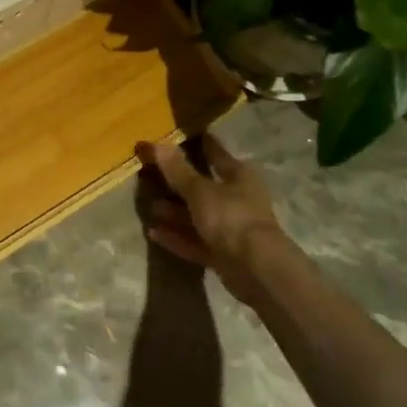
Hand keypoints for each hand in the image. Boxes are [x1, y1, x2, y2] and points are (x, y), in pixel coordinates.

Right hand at [136, 134, 283, 307]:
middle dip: (178, 184)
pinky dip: (177, 237)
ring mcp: (232, 229)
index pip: (216, 153)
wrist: (257, 270)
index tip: (180, 136)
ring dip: (175, 213)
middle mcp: (238, 199)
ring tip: (149, 207)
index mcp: (239, 176)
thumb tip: (156, 143)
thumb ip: (177, 170)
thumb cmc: (231, 217)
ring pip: (198, 216)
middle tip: (151, 176)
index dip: (199, 144)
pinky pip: (196, 241)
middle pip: (204, 187)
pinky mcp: (225, 254)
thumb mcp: (200, 191)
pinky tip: (153, 233)